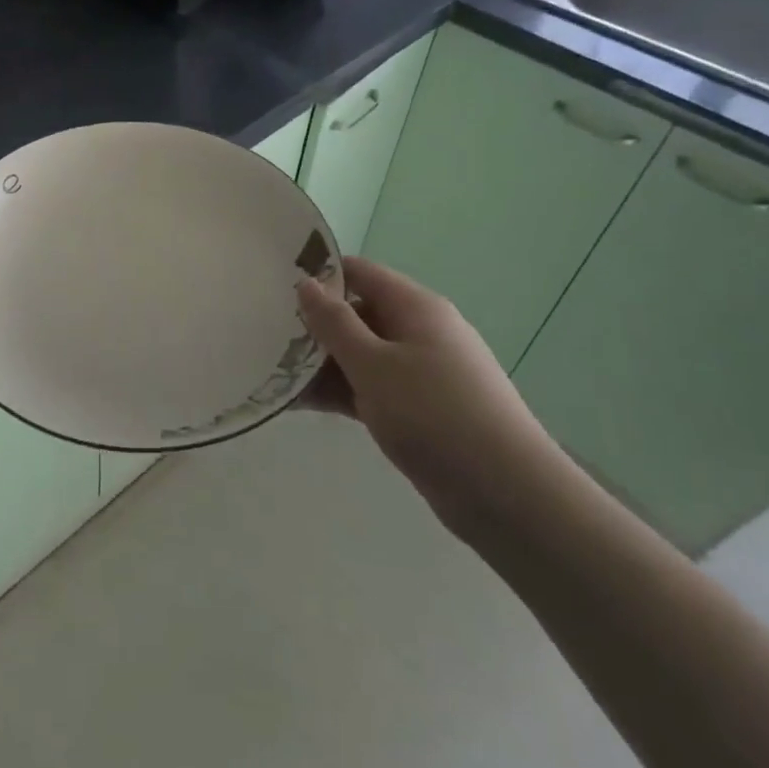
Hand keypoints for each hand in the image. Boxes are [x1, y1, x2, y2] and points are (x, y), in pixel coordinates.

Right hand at [296, 257, 566, 539]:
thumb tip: (306, 283)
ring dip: (320, 363)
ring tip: (270, 372)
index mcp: (416, 307)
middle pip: (357, 314)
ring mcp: (421, 372)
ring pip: (360, 354)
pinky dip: (340, 391)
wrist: (506, 494)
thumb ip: (334, 323)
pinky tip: (298, 403)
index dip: (318, 275)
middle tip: (262, 335)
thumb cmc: (434, 415)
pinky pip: (370, 387)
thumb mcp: (373, 364)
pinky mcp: (418, 409)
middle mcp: (420, 331)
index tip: (273, 286)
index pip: (359, 273)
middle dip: (313, 325)